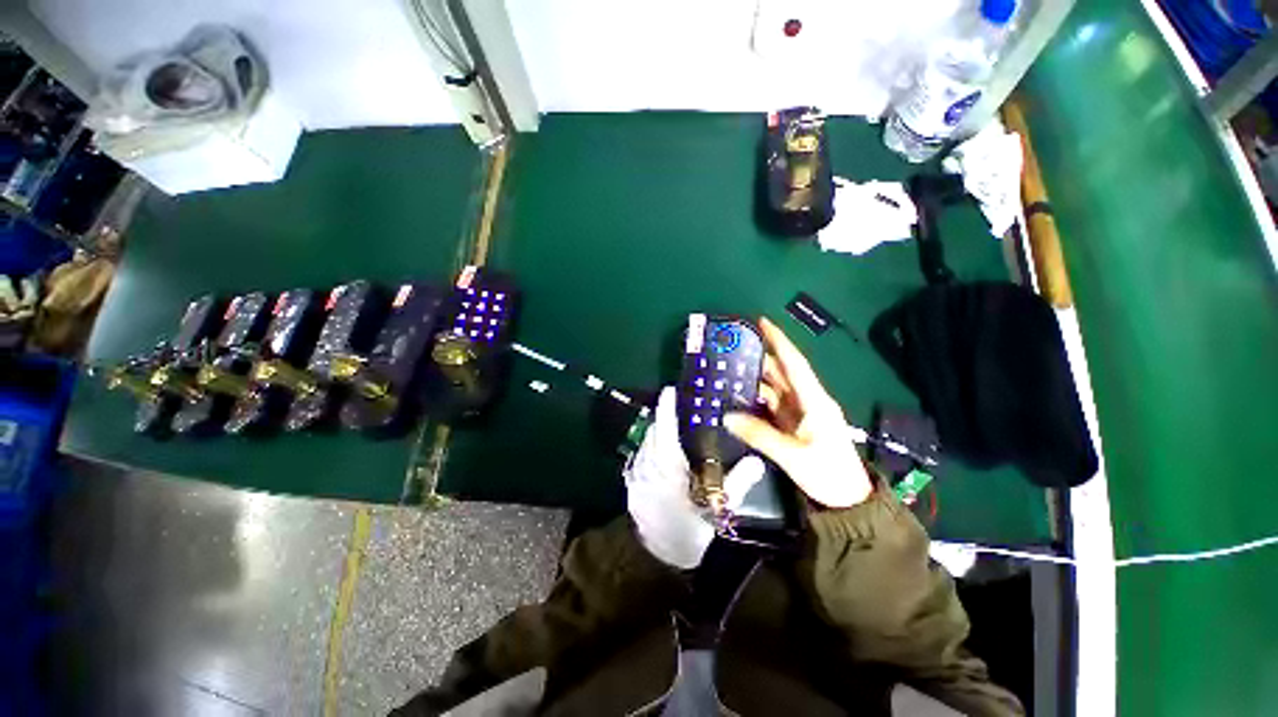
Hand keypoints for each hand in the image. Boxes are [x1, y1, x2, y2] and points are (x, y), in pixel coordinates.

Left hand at [625, 387, 767, 568]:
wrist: (658, 563)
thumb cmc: (689, 534)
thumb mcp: (717, 510)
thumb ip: (737, 483)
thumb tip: (757, 460)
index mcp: (666, 468)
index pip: (665, 428)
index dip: (666, 406)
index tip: (671, 390)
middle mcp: (647, 466)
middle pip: (653, 432)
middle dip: (664, 418)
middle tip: (680, 410)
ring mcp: (636, 476)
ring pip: (645, 443)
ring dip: (656, 433)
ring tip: (673, 429)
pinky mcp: (631, 485)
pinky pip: (639, 457)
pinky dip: (650, 448)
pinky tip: (661, 454)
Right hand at [724, 318, 872, 508]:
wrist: (846, 501)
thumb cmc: (828, 474)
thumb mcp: (793, 455)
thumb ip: (759, 435)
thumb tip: (727, 417)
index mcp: (814, 400)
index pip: (794, 363)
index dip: (779, 341)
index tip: (762, 322)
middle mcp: (806, 401)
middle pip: (781, 372)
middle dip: (760, 356)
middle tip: (733, 346)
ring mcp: (799, 413)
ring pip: (774, 388)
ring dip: (754, 378)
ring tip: (729, 368)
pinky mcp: (792, 425)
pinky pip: (770, 405)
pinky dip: (754, 398)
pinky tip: (738, 395)